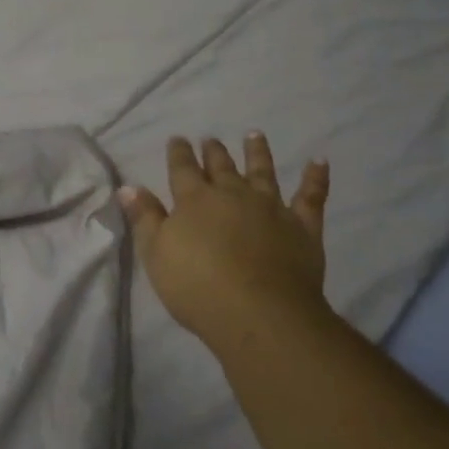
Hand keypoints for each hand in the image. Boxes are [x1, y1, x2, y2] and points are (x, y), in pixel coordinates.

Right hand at [119, 134, 330, 347]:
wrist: (259, 314)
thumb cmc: (197, 287)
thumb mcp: (156, 255)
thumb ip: (145, 218)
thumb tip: (129, 187)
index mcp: (195, 200)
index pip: (182, 168)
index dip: (178, 153)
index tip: (177, 139)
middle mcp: (233, 194)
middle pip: (221, 166)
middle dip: (213, 151)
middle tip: (210, 138)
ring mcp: (271, 207)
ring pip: (263, 172)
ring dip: (258, 152)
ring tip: (254, 134)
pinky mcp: (302, 226)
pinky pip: (311, 197)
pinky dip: (315, 178)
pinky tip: (319, 161)